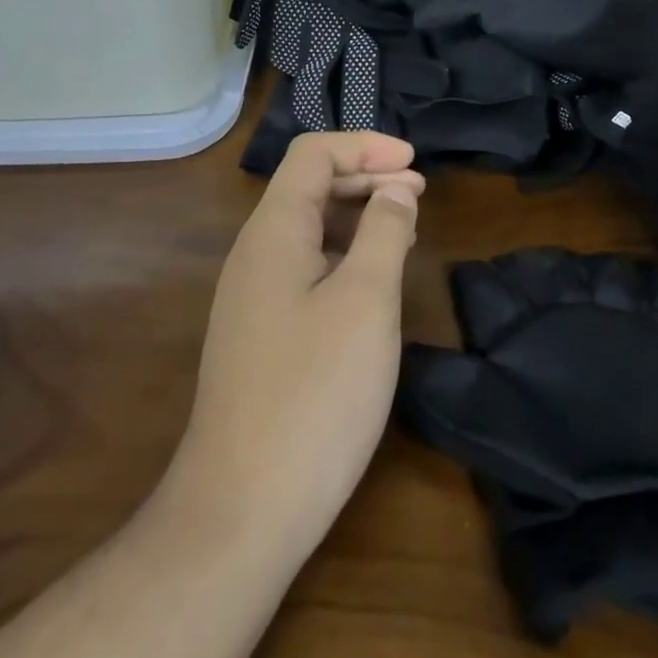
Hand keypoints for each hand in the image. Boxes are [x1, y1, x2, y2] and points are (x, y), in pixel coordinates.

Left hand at [168, 132, 425, 562]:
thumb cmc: (314, 394)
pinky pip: (304, 266)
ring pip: (307, 228)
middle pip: (308, 186)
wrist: (240, 511)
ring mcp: (252, 296)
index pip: (313, 155)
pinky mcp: (260, 333)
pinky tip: (371, 280)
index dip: (364, 146)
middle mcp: (255, 253)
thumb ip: (384, 232)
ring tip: (403, 227)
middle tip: (417, 192)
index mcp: (274, 232)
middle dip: (365, 176)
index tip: (414, 163)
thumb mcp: (366, 301)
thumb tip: (396, 190)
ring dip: (355, 215)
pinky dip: (342, 254)